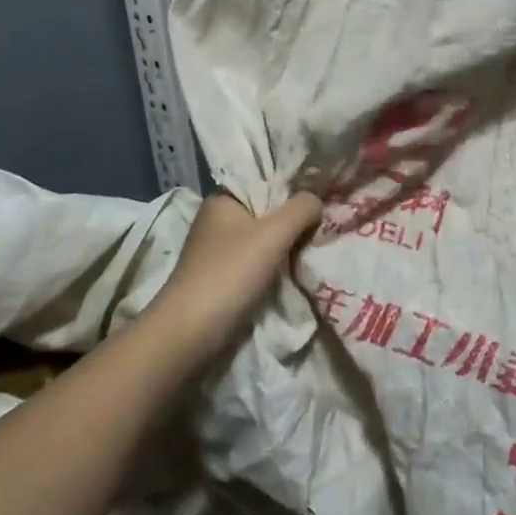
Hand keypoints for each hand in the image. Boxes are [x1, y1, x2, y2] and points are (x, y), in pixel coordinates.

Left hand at [145, 191, 322, 358]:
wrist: (191, 332)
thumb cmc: (230, 273)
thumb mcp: (274, 233)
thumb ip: (301, 209)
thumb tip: (316, 201)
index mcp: (222, 200)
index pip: (263, 181)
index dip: (292, 187)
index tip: (320, 196)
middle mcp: (217, 221)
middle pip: (265, 212)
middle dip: (292, 220)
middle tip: (324, 224)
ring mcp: (217, 252)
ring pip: (262, 239)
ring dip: (285, 246)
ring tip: (316, 246)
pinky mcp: (221, 278)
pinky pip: (256, 263)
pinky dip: (275, 266)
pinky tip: (296, 270)